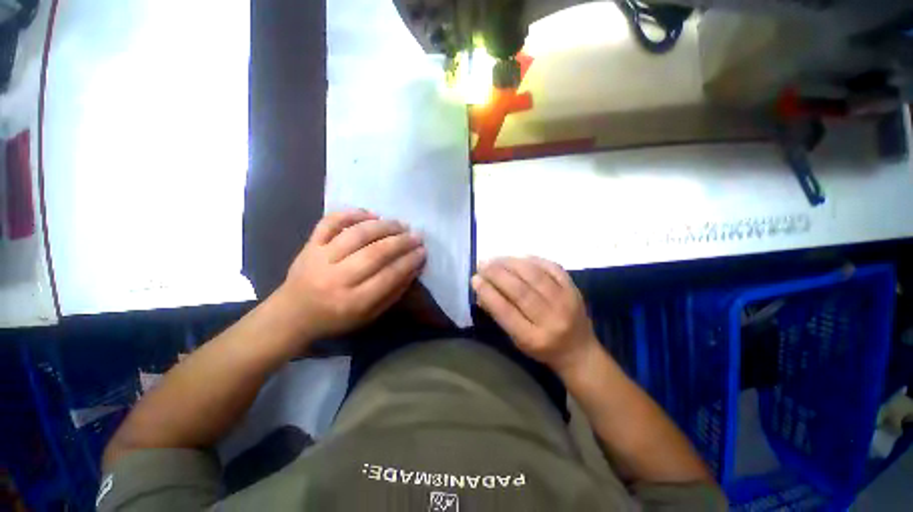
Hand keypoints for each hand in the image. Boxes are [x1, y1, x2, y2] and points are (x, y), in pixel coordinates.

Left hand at [282, 209, 425, 340]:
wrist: (293, 313)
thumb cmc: (336, 318)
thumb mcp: (369, 315)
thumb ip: (393, 292)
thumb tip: (414, 267)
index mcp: (353, 302)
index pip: (389, 276)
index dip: (409, 261)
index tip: (423, 251)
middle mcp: (336, 278)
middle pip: (375, 253)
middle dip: (401, 242)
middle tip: (416, 235)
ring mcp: (320, 258)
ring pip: (356, 235)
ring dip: (383, 226)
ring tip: (400, 224)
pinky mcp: (309, 245)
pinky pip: (330, 222)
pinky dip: (351, 214)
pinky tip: (371, 214)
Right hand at [472, 257, 599, 374]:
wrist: (579, 351)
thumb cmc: (542, 349)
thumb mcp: (516, 340)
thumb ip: (499, 315)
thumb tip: (481, 290)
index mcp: (534, 338)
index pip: (506, 311)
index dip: (488, 293)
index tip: (475, 279)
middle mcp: (551, 319)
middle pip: (520, 290)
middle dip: (497, 274)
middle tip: (482, 264)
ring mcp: (566, 301)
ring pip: (534, 275)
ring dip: (511, 263)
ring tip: (495, 259)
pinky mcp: (574, 288)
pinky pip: (551, 267)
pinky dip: (532, 260)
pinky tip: (518, 258)